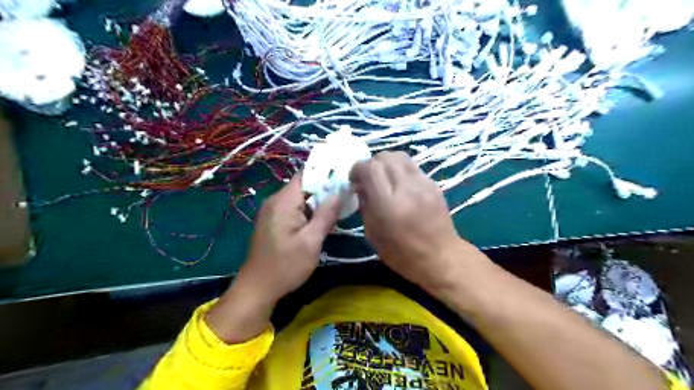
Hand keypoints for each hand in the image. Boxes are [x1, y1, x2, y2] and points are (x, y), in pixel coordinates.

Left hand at [236, 173, 341, 302]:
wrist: (257, 289)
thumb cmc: (286, 266)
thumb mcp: (312, 241)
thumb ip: (326, 214)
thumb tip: (339, 192)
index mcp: (283, 201)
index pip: (305, 175)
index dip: (325, 174)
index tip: (344, 178)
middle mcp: (275, 201)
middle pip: (303, 186)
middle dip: (324, 191)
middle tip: (345, 199)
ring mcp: (272, 212)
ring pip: (299, 199)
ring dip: (317, 204)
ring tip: (337, 211)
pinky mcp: (272, 222)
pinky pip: (293, 210)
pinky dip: (308, 213)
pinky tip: (320, 224)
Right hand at [350, 153, 484, 291]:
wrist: (440, 257)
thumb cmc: (402, 253)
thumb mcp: (373, 234)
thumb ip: (365, 205)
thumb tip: (360, 187)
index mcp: (388, 203)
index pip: (370, 167)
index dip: (358, 168)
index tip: (355, 180)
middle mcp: (406, 187)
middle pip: (385, 157)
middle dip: (372, 164)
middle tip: (369, 179)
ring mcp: (423, 183)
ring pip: (400, 156)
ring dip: (387, 163)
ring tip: (385, 178)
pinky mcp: (434, 184)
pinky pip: (412, 166)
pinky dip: (401, 170)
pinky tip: (400, 185)